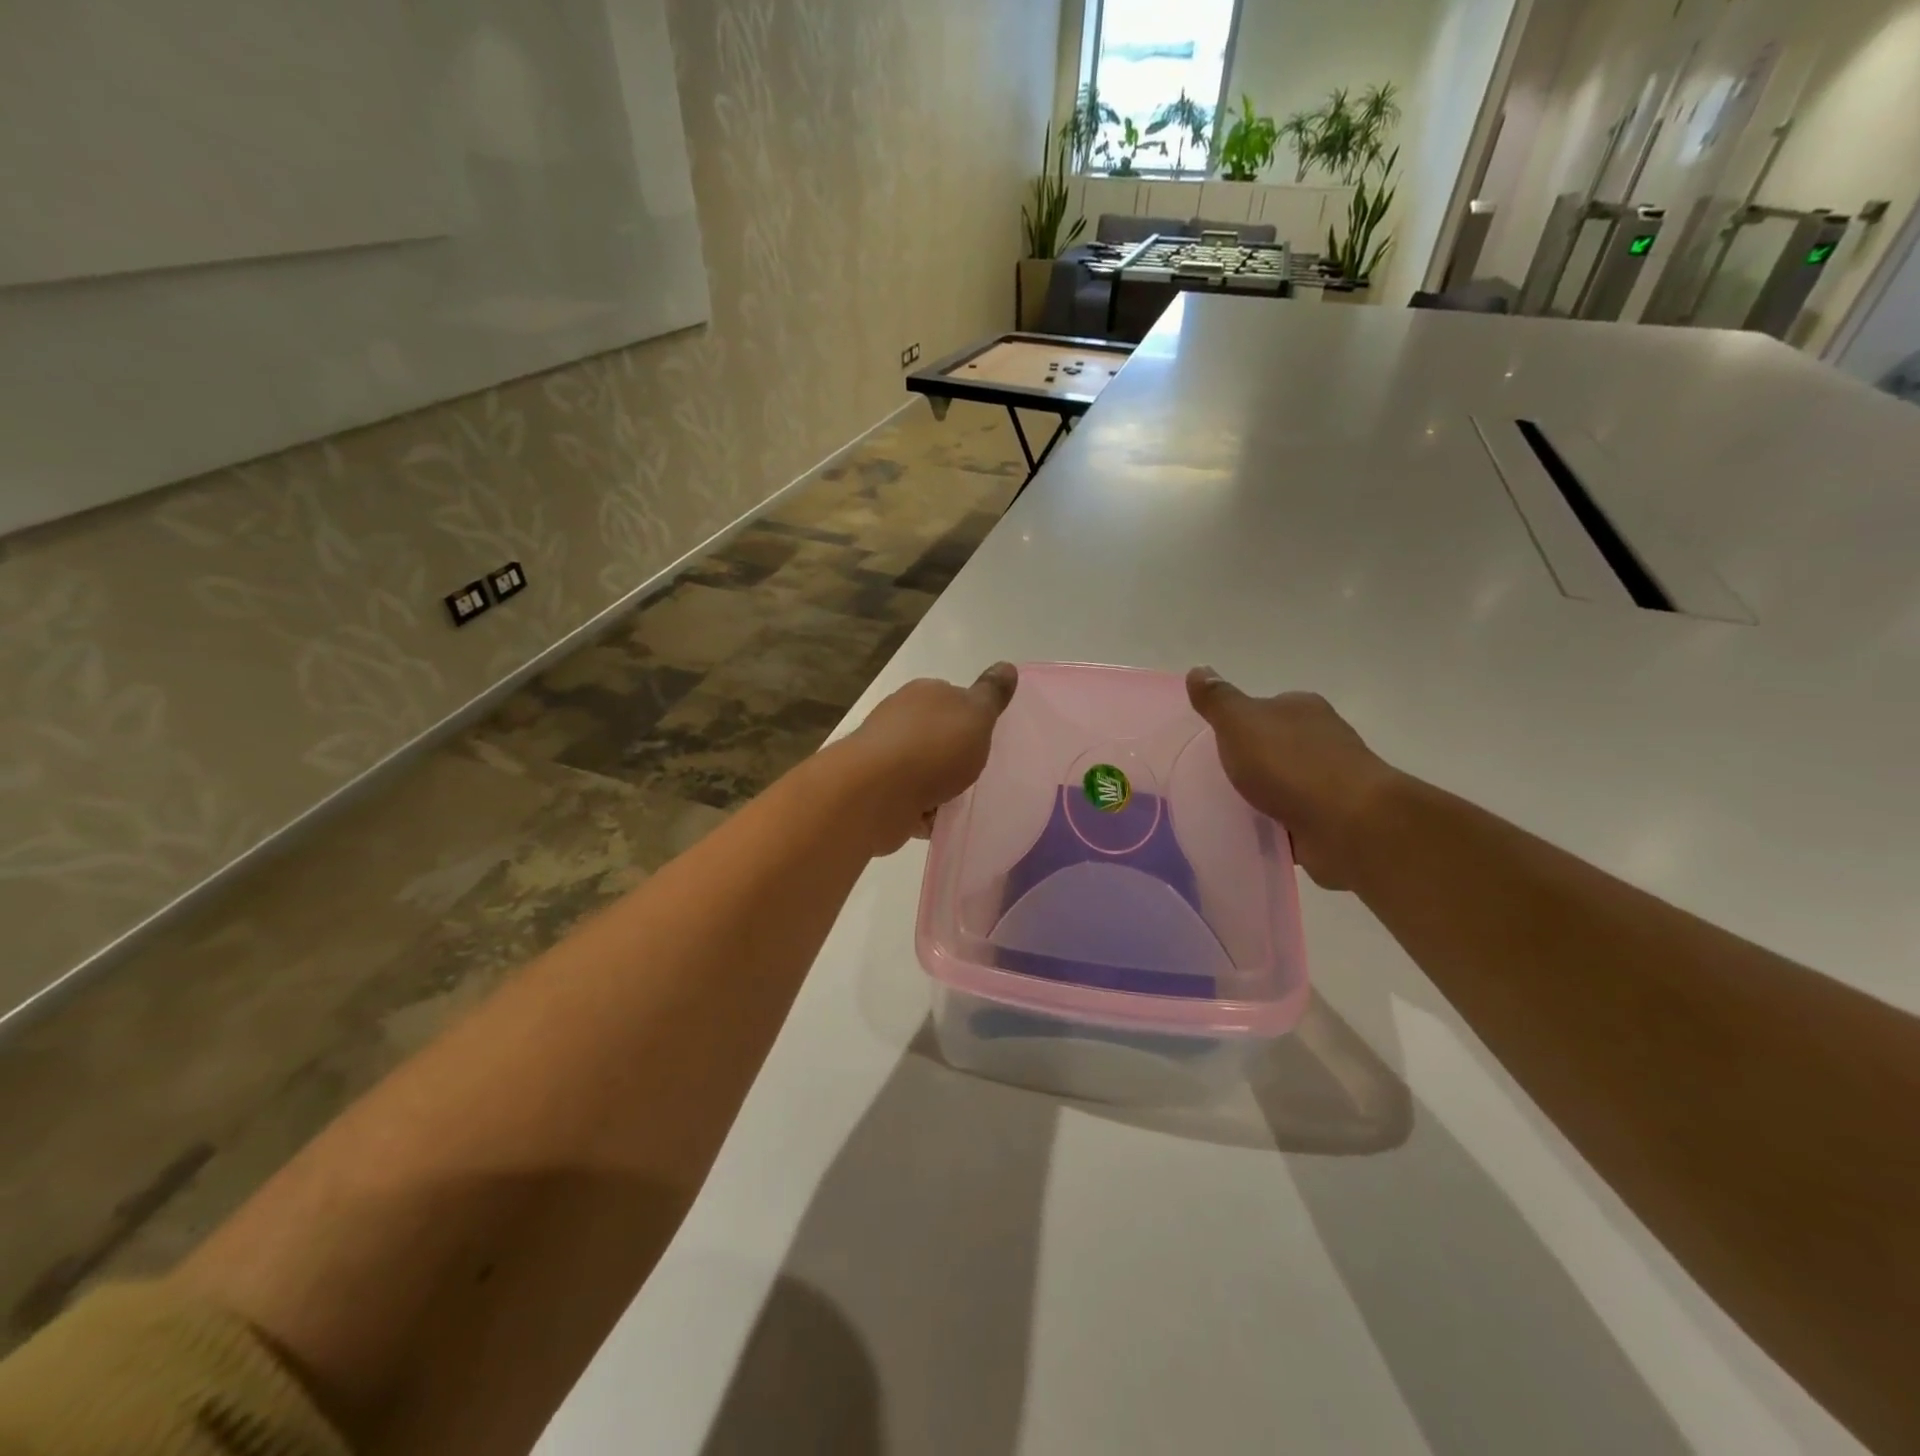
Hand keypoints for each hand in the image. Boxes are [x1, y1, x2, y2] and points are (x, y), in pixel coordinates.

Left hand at [836, 663, 1018, 853]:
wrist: (875, 793)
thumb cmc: (932, 748)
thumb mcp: (976, 715)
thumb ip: (992, 694)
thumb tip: (1007, 665)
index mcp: (923, 694)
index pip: (951, 697)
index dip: (970, 717)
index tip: (986, 737)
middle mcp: (899, 719)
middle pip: (936, 735)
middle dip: (954, 754)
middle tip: (978, 772)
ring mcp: (885, 756)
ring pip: (922, 770)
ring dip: (940, 787)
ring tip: (963, 801)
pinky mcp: (878, 791)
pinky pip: (911, 801)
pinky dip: (924, 812)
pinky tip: (939, 822)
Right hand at [1186, 668, 1399, 888]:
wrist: (1348, 824)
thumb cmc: (1290, 764)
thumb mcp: (1240, 723)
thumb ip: (1217, 700)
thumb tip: (1197, 669)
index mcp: (1302, 709)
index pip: (1268, 707)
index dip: (1242, 721)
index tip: (1217, 742)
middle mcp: (1322, 739)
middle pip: (1278, 744)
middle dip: (1253, 759)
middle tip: (1218, 776)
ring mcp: (1332, 780)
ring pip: (1288, 782)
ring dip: (1267, 793)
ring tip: (1232, 807)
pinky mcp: (1334, 818)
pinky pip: (1295, 817)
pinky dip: (1278, 824)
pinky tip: (1256, 832)